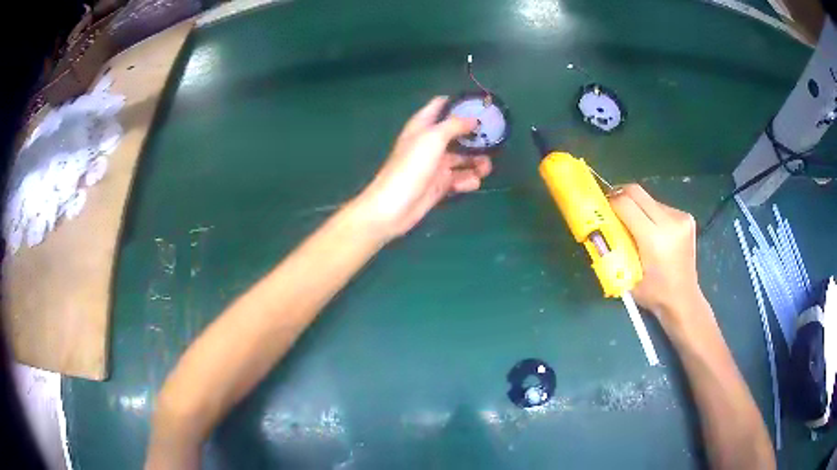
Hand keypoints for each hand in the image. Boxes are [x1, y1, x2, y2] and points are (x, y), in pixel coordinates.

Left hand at [355, 97, 492, 239]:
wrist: (394, 207)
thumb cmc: (411, 166)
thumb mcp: (433, 138)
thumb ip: (454, 125)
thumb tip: (474, 119)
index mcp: (423, 126)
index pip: (441, 105)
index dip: (459, 103)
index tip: (482, 106)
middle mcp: (430, 142)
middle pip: (457, 133)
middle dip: (475, 136)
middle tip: (495, 140)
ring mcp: (435, 165)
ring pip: (462, 158)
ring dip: (476, 161)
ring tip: (486, 168)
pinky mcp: (439, 185)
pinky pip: (459, 178)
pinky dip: (467, 180)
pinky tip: (473, 183)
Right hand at [608, 184, 703, 323]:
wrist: (683, 300)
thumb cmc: (653, 294)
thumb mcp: (627, 275)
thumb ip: (616, 247)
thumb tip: (602, 224)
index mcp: (654, 239)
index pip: (626, 204)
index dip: (610, 202)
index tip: (602, 208)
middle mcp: (670, 222)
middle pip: (637, 192)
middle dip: (620, 196)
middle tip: (612, 207)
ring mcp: (680, 218)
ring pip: (649, 199)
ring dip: (637, 206)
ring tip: (635, 225)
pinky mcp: (686, 217)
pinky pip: (661, 206)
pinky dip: (651, 213)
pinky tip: (653, 230)